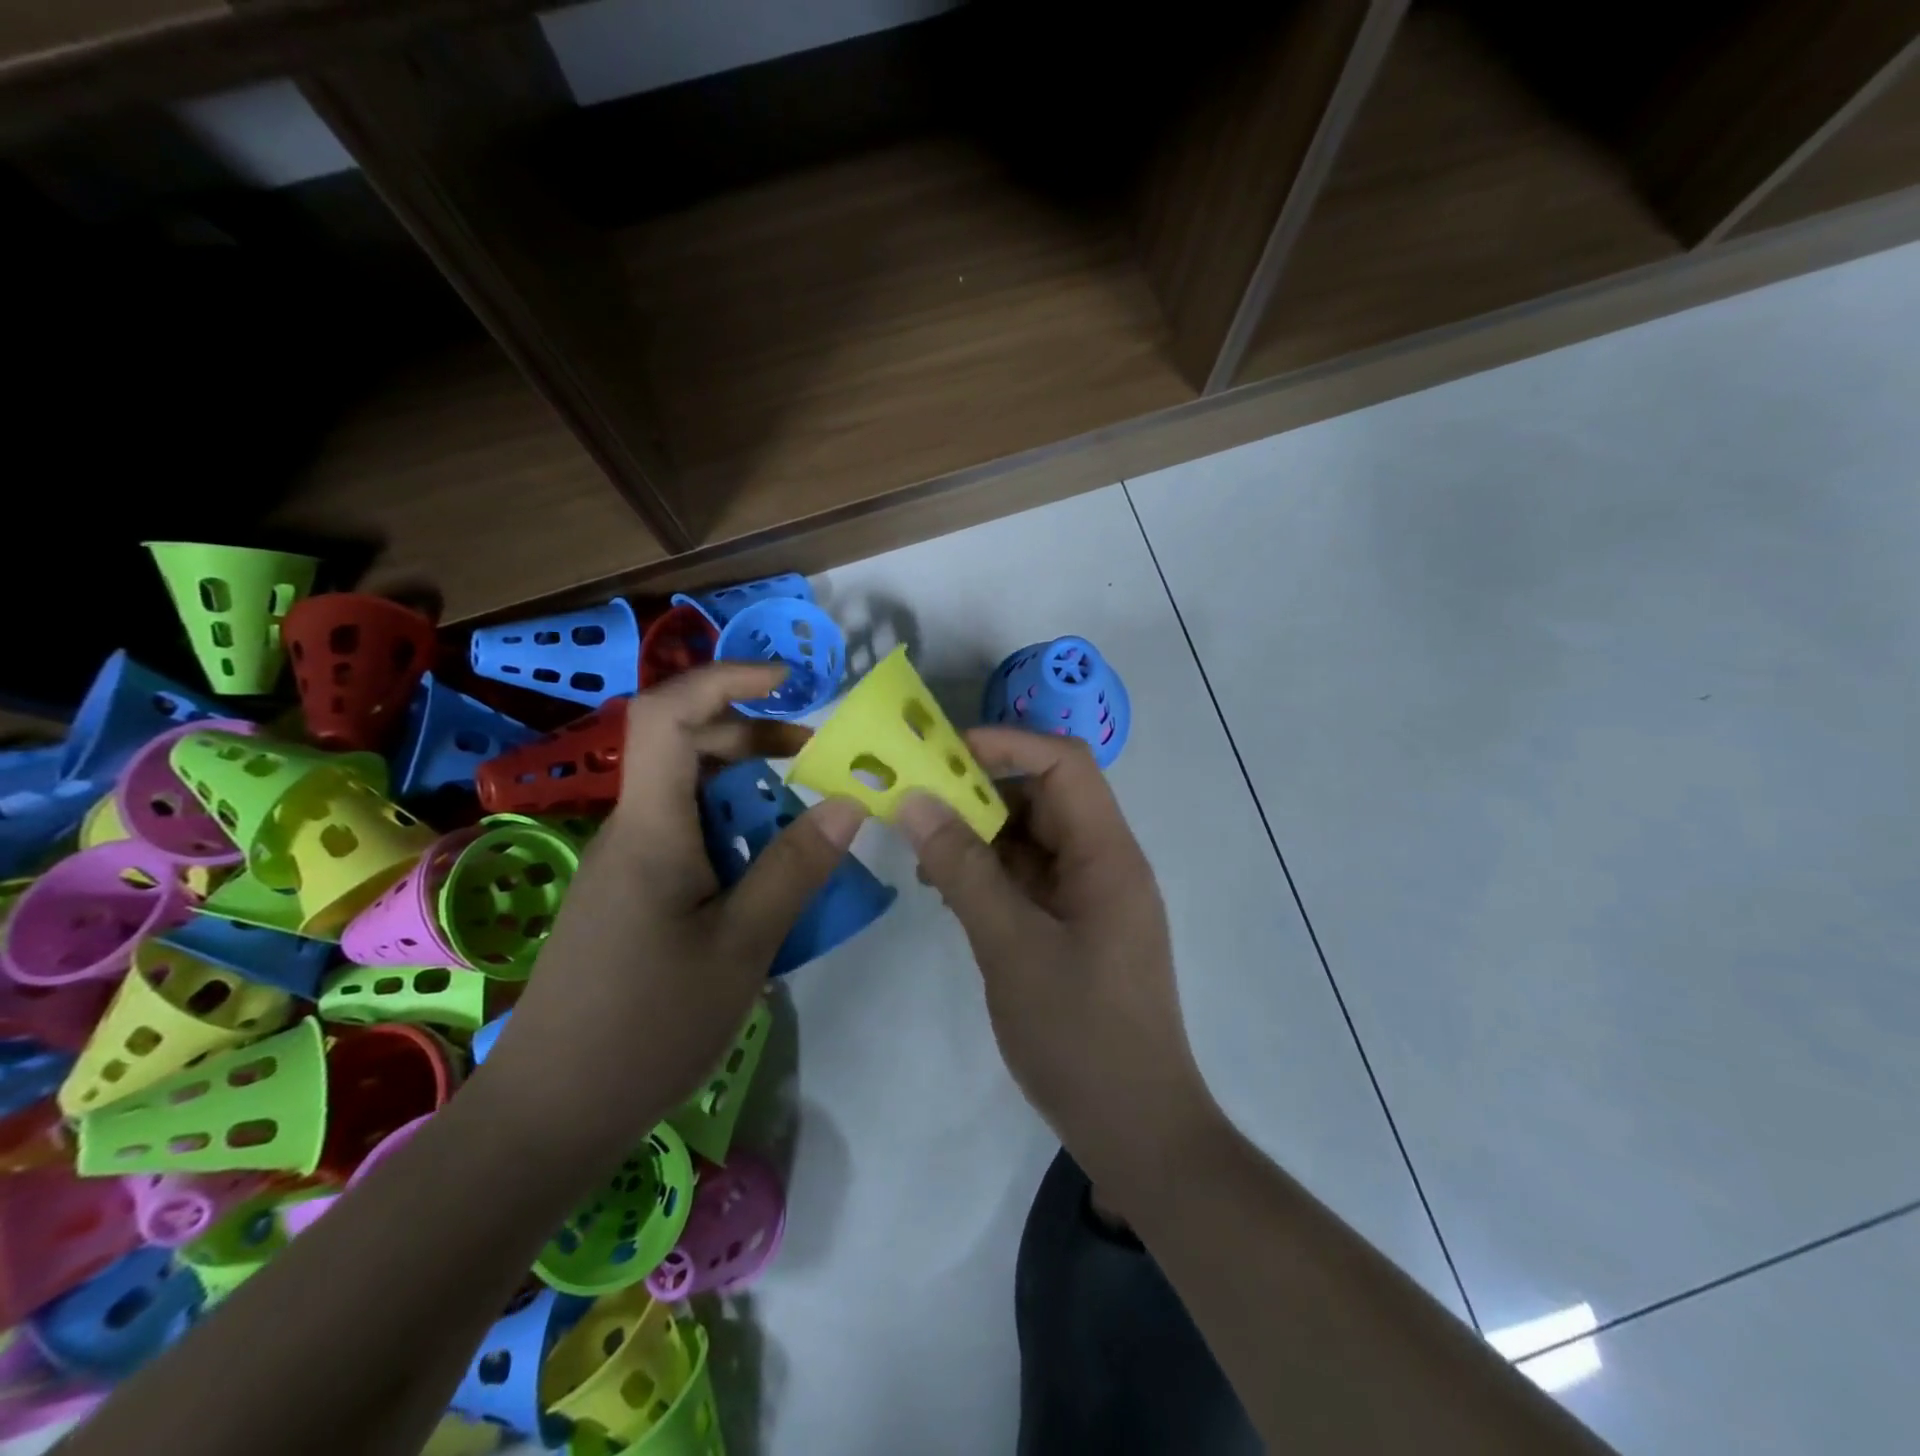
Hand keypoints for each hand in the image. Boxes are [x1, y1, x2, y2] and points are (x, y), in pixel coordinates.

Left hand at [478, 664, 867, 1153]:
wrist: (552, 1113)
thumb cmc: (647, 1026)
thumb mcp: (742, 946)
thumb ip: (796, 867)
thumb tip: (849, 802)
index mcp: (651, 827)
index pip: (668, 715)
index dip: (723, 679)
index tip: (788, 681)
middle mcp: (633, 829)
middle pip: (683, 745)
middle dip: (753, 734)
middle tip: (815, 759)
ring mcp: (628, 863)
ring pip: (688, 792)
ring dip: (749, 787)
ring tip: (806, 817)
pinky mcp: (632, 894)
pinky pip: (687, 835)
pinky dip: (734, 830)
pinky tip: (768, 873)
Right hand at [897, 728, 1219, 1203]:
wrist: (1136, 1130)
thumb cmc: (1079, 1036)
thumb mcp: (1010, 947)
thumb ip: (963, 871)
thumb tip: (915, 802)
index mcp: (1107, 855)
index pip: (1065, 763)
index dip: (1007, 745)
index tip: (941, 755)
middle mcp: (1105, 864)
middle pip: (1045, 797)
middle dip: (981, 793)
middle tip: (917, 807)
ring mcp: (1092, 897)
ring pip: (1033, 839)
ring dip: (980, 838)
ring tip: (925, 859)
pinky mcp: (1077, 927)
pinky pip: (1031, 879)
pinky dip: (991, 875)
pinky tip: (950, 894)